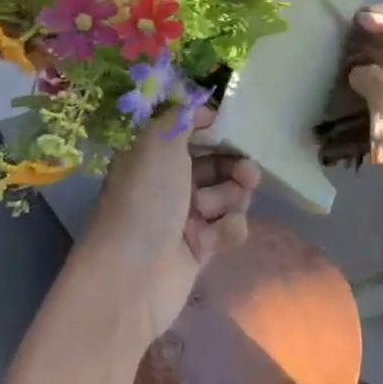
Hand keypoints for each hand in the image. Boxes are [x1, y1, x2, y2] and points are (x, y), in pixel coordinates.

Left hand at [81, 106, 260, 344]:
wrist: (133, 276)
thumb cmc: (145, 201)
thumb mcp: (157, 145)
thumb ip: (180, 118)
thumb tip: (200, 107)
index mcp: (152, 158)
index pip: (189, 135)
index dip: (212, 129)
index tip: (233, 126)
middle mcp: (168, 185)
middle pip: (215, 165)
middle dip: (234, 166)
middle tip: (249, 172)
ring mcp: (185, 218)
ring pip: (227, 196)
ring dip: (231, 198)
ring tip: (221, 209)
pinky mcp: (201, 248)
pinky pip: (228, 228)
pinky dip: (228, 230)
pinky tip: (217, 237)